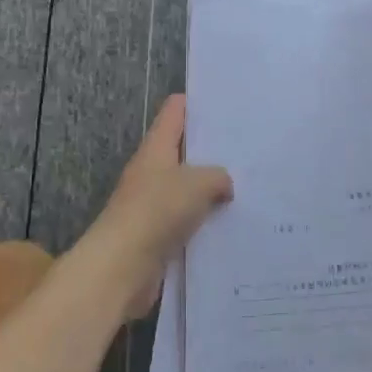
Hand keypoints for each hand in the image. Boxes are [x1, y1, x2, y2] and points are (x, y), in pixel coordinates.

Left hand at [81, 95, 231, 318]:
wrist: (121, 268)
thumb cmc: (156, 212)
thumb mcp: (198, 184)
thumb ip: (218, 176)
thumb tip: (224, 184)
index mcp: (156, 148)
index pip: (175, 112)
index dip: (197, 103)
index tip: (227, 104)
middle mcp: (152, 172)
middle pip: (183, 151)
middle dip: (213, 150)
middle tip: (249, 148)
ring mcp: (153, 205)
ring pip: (188, 189)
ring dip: (212, 190)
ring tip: (250, 186)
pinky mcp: (158, 236)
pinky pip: (189, 221)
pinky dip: (207, 221)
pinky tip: (233, 224)